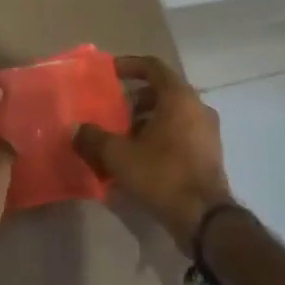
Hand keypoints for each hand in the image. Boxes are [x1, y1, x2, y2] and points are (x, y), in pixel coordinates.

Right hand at [76, 55, 233, 250]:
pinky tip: (140, 159)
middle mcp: (198, 107)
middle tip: (113, 113)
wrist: (204, 218)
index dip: (129, 66)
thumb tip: (75, 129)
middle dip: (134, 100)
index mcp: (179, 97)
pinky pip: (180, 134)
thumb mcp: (119, 156)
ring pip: (172, 115)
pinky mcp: (209, 154)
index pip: (153, 67)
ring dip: (146, 121)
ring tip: (122, 139)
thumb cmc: (162, 174)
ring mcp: (207, 131)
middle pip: (162, 92)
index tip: (110, 72)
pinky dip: (160, 137)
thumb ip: (94, 138)